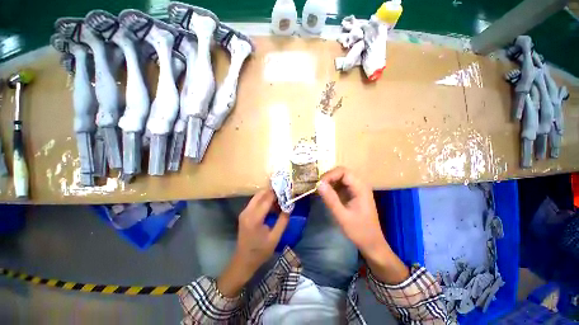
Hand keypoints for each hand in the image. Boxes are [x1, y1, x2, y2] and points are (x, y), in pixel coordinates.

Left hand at [217, 189, 288, 296]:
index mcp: (255, 218)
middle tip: (283, 195)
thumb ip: (283, 221)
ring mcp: (244, 212)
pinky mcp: (244, 214)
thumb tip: (289, 207)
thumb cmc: (260, 251)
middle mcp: (247, 212)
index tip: (286, 191)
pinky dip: (263, 201)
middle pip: (260, 194)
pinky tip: (271, 207)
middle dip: (272, 192)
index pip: (267, 199)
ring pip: (257, 197)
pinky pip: (255, 202)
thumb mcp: (275, 238)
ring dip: (268, 196)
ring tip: (279, 201)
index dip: (277, 193)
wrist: (243, 261)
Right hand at [318, 167, 408, 283]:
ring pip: (341, 178)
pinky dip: (333, 187)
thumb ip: (330, 199)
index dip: (330, 175)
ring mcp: (357, 189)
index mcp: (361, 188)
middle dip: (329, 177)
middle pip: (342, 172)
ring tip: (321, 190)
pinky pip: (341, 185)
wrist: (372, 243)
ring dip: (330, 182)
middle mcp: (360, 185)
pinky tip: (327, 194)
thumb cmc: (359, 231)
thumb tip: (318, 183)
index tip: (319, 184)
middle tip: (319, 187)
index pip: (344, 172)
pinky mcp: (353, 194)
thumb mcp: (342, 216)